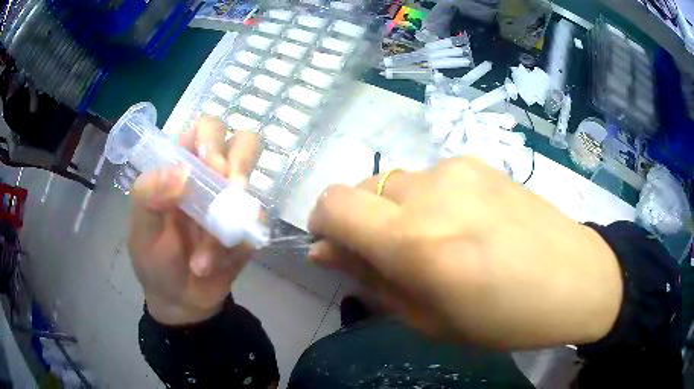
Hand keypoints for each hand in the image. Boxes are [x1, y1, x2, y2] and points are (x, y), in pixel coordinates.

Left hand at [128, 117, 259, 324]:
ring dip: (236, 209)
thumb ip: (148, 195)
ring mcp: (232, 202)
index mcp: (182, 168)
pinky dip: (237, 242)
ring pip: (255, 177)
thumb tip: (184, 172)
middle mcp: (211, 178)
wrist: (180, 301)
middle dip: (237, 162)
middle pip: (243, 142)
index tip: (208, 165)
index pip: (205, 128)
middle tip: (226, 188)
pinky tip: (215, 263)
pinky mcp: (248, 228)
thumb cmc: (153, 261)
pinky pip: (258, 220)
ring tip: (218, 237)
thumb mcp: (140, 229)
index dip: (211, 138)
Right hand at [308, 157, 622, 348]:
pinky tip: (468, 223)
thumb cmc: (505, 318)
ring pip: (397, 183)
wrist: (577, 277)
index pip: (334, 204)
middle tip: (396, 257)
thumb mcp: (430, 320)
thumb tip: (324, 252)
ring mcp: (459, 169)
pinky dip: (430, 200)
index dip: (322, 222)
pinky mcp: (480, 160)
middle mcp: (432, 192)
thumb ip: (371, 281)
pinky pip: (432, 178)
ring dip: (399, 212)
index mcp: (416, 243)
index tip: (335, 246)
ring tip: (443, 242)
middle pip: (362, 189)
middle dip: (364, 222)